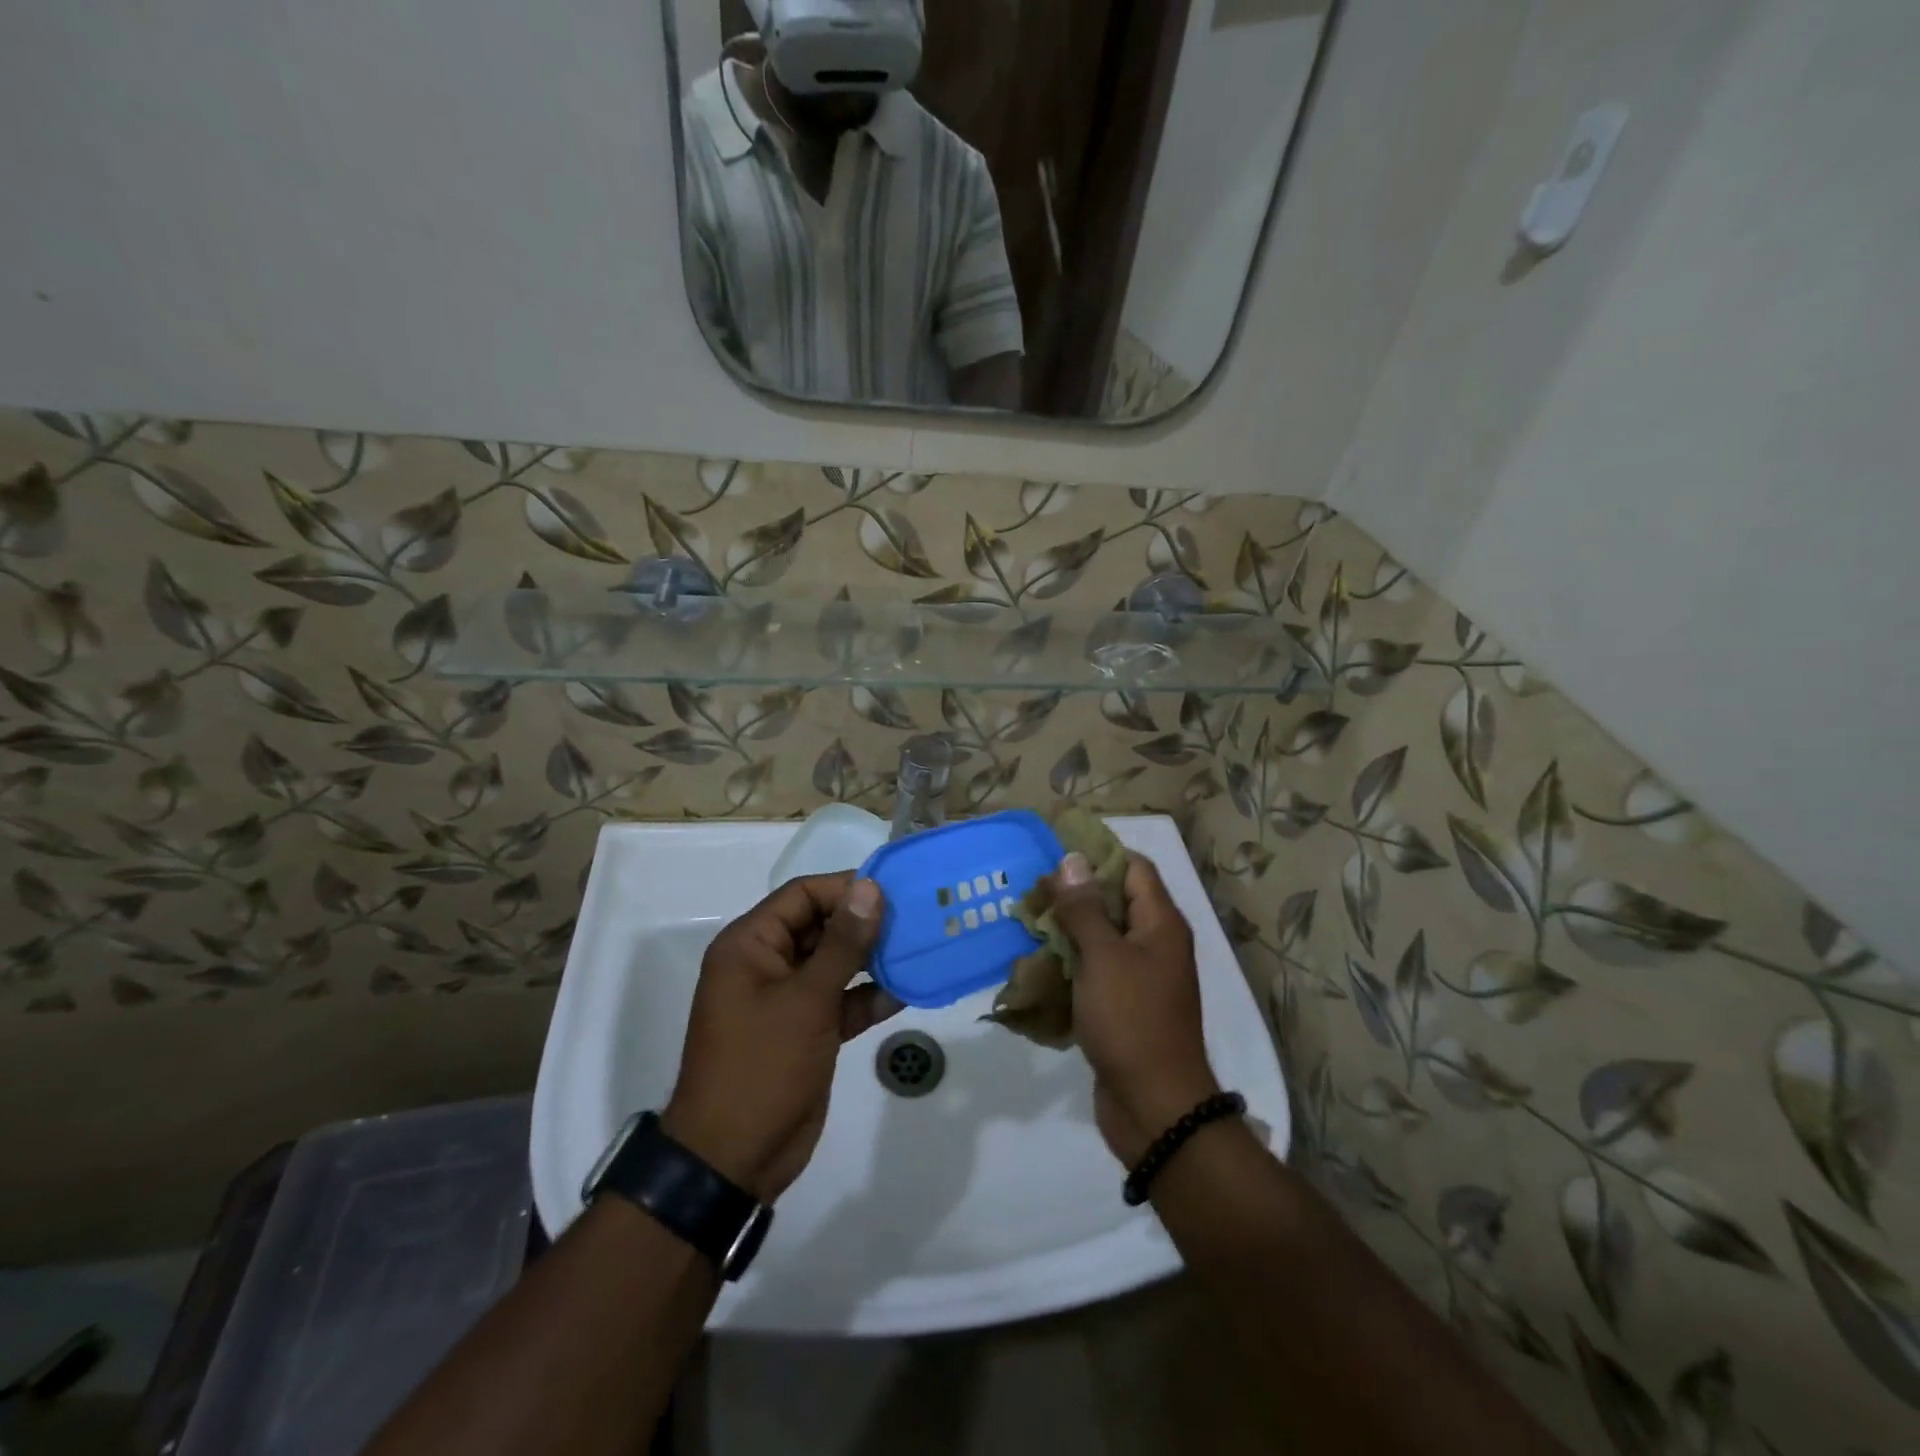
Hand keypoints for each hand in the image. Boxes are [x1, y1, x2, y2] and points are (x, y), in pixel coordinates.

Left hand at [663, 873, 901, 1199]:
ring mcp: (787, 999)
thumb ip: (842, 943)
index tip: (894, 889)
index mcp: (750, 945)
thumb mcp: (806, 1000)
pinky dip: (868, 996)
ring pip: (835, 963)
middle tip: (916, 917)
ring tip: (919, 948)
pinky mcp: (807, 1030)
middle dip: (865, 923)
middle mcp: (766, 964)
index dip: (846, 887)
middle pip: (821, 925)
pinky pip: (841, 1000)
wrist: (734, 1159)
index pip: (802, 895)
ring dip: (872, 959)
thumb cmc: (763, 1066)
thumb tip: (870, 888)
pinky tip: (905, 991)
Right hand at [1048, 851, 1220, 1165]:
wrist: (1155, 1107)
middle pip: (1115, 901)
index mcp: (1161, 924)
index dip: (1098, 854)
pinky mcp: (1124, 1006)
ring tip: (1026, 920)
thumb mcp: (1104, 958)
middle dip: (1075, 892)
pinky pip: (1096, 970)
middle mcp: (1155, 944)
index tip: (1055, 851)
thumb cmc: (1132, 1021)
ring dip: (1068, 929)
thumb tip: (1072, 860)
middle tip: (1031, 888)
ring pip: (1101, 937)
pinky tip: (1037, 962)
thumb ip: (1085, 908)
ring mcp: (1140, 977)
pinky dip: (1070, 962)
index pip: (1133, 867)